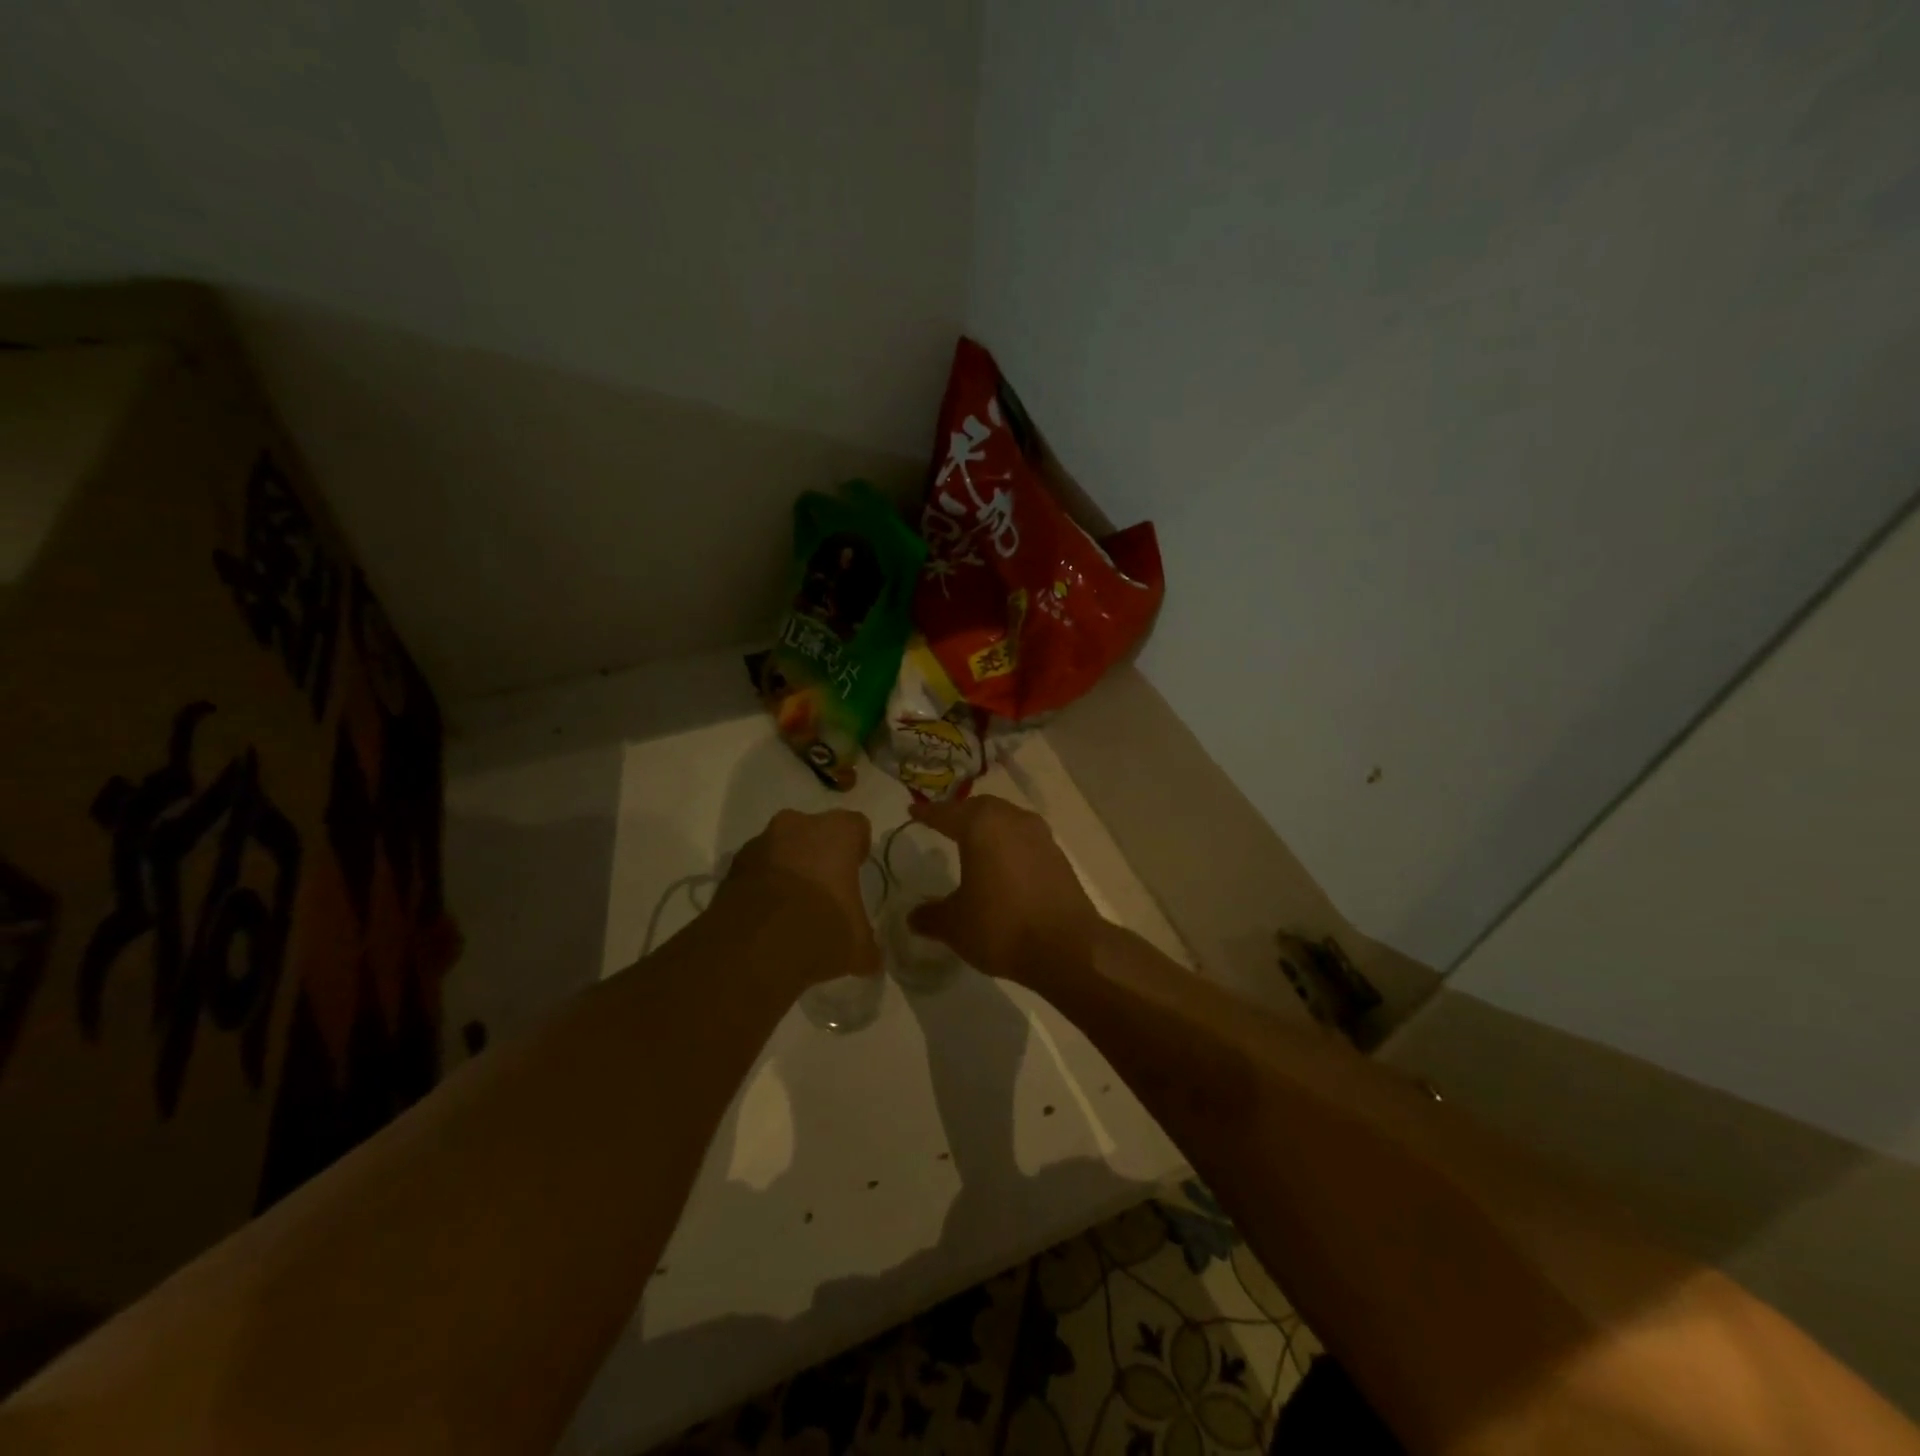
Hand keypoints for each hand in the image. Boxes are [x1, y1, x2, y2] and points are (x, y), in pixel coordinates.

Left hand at [721, 809, 880, 984]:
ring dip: (788, 868)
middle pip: (814, 832)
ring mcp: (759, 844)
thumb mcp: (857, 945)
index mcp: (836, 832)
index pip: (856, 826)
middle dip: (819, 854)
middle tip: (825, 887)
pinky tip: (768, 918)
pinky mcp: (731, 868)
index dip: (857, 848)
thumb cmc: (820, 928)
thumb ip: (866, 945)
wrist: (753, 947)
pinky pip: (756, 870)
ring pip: (781, 848)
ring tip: (793, 907)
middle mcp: (797, 826)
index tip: (856, 870)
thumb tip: (870, 959)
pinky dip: (762, 886)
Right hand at [906, 796, 1105, 985]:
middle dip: (961, 814)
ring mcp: (1040, 836)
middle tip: (945, 823)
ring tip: (975, 842)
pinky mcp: (1059, 856)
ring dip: (990, 826)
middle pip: (981, 808)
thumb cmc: (1001, 926)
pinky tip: (1003, 863)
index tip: (914, 811)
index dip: (928, 813)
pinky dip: (1009, 844)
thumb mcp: (955, 926)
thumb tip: (914, 916)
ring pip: (1007, 819)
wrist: (1067, 947)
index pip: (947, 813)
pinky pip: (1025, 839)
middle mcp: (1012, 820)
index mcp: (981, 826)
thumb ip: (931, 916)